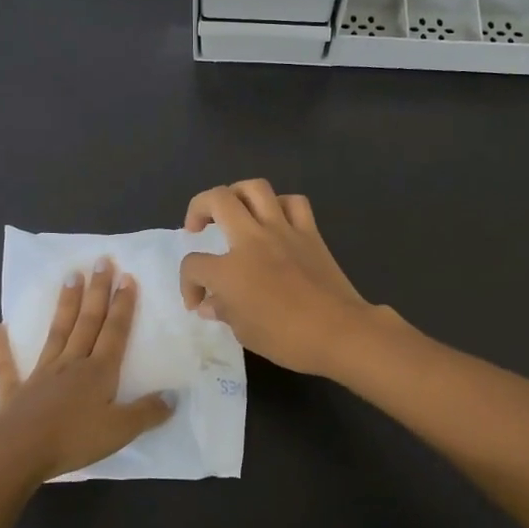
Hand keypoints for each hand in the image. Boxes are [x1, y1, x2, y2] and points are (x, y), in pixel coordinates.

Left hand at [0, 258, 174, 485]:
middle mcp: (71, 363)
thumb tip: (174, 395)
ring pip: (57, 332)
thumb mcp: (120, 430)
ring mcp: (41, 373)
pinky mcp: (15, 390)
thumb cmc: (74, 440)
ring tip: (70, 276)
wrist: (19, 454)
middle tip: (101, 261)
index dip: (123, 305)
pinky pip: (6, 364)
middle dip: (97, 292)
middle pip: (88, 322)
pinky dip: (0, 345)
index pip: (114, 331)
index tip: (126, 277)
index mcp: (98, 372)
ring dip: (65, 304)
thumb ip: (148, 412)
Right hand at [180, 181, 376, 376]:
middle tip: (197, 226)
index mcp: (229, 270)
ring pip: (255, 188)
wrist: (340, 332)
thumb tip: (210, 304)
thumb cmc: (287, 339)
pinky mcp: (309, 232)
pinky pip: (294, 202)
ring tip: (233, 209)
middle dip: (198, 207)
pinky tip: (275, 219)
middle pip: (217, 200)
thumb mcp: (245, 332)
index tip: (198, 302)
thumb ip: (223, 311)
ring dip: (236, 193)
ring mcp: (283, 231)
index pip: (193, 265)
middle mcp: (252, 240)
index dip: (188, 284)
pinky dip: (280, 204)